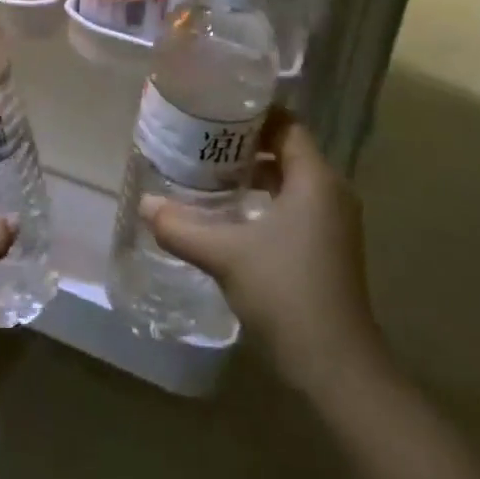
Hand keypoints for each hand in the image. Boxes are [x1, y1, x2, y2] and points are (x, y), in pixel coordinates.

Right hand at [147, 114, 390, 399]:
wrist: (335, 367)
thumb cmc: (285, 292)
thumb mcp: (224, 254)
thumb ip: (181, 226)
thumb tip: (144, 204)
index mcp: (315, 180)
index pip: (286, 124)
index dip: (250, 114)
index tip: (212, 111)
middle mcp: (330, 193)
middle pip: (286, 150)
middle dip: (243, 144)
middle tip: (199, 140)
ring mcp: (332, 223)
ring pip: (288, 181)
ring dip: (252, 174)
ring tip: (206, 173)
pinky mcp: (327, 248)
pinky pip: (293, 206)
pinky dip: (263, 201)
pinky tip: (229, 215)